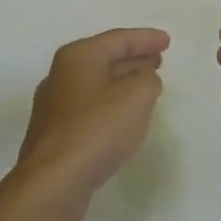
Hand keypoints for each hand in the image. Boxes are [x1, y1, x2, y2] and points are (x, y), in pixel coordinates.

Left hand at [7, 27, 169, 220]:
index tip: (167, 41)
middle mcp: (60, 74)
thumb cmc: (96, 131)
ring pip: (96, 83)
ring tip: (146, 85)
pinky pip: (89, 106)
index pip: (118, 39)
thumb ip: (148, 79)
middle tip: (158, 60)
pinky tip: (123, 116)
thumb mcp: (137, 97)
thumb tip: (143, 78)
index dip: (146, 39)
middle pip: (104, 58)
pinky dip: (110, 103)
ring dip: (122, 81)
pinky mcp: (54, 132)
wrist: (53, 182)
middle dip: (133, 58)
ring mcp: (54, 104)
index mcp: (78, 57)